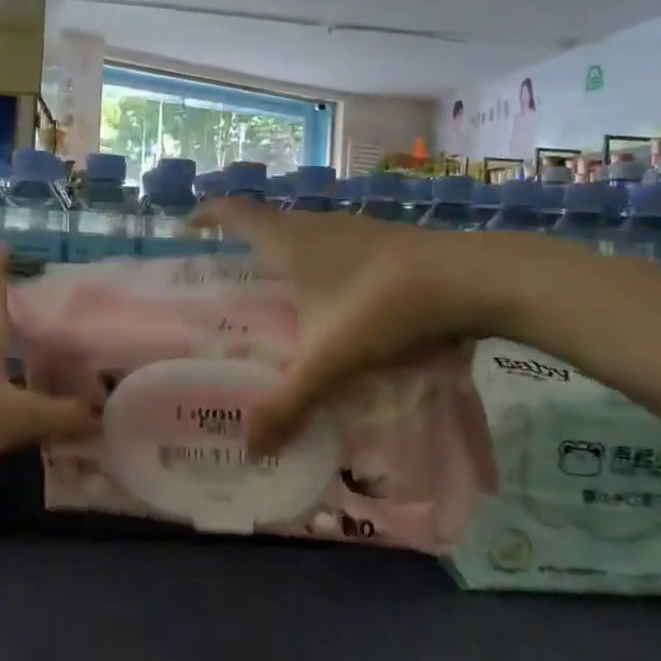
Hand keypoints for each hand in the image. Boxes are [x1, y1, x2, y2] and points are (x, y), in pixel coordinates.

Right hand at [192, 199, 523, 454]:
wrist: (472, 279)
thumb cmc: (384, 306)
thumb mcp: (331, 361)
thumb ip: (290, 404)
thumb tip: (251, 449)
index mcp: (291, 241)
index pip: (235, 212)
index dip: (208, 215)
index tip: (188, 228)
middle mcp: (319, 225)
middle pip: (268, 224)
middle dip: (244, 245)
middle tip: (230, 281)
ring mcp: (357, 229)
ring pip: (306, 236)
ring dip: (286, 256)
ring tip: (277, 295)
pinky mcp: (386, 241)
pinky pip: (337, 248)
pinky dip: (322, 267)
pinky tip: (334, 302)